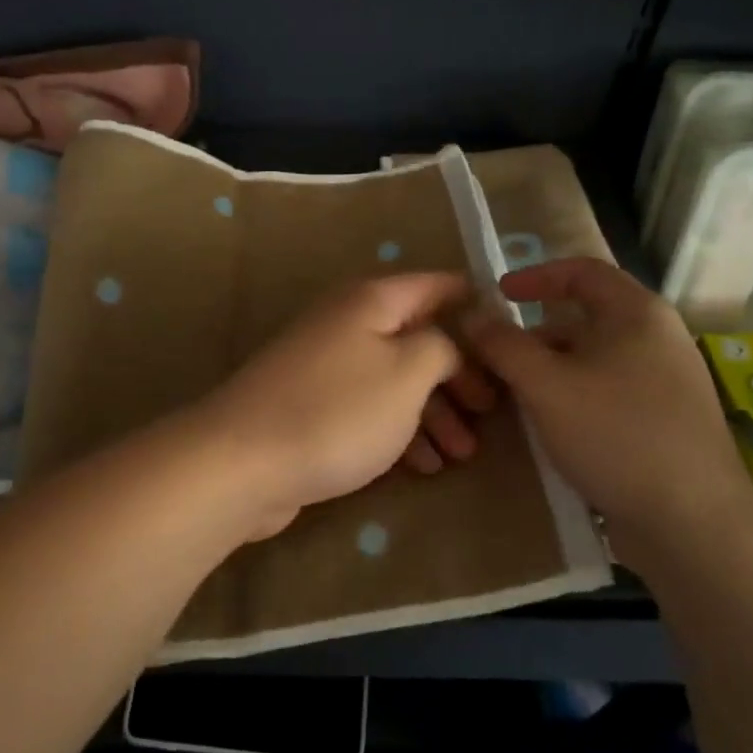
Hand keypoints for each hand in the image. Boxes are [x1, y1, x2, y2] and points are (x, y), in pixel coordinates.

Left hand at [195, 273, 496, 539]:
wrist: (242, 462)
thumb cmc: (336, 411)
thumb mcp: (408, 373)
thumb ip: (442, 347)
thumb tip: (448, 342)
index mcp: (372, 301)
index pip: (437, 286)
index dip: (476, 305)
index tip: (510, 338)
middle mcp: (348, 323)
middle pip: (418, 338)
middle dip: (458, 376)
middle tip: (490, 413)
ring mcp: (326, 366)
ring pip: (395, 379)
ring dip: (433, 412)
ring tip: (462, 454)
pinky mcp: (313, 407)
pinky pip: (369, 409)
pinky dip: (399, 431)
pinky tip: (422, 466)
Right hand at [461, 258, 752, 557]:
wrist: (693, 523)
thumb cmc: (616, 434)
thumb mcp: (546, 386)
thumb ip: (504, 346)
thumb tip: (472, 315)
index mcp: (637, 313)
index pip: (581, 271)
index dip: (535, 276)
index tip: (498, 293)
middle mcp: (659, 337)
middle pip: (586, 317)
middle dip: (536, 334)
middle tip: (498, 358)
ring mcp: (668, 380)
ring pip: (596, 358)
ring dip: (553, 368)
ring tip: (517, 396)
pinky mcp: (668, 419)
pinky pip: (611, 389)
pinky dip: (576, 394)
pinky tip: (554, 426)